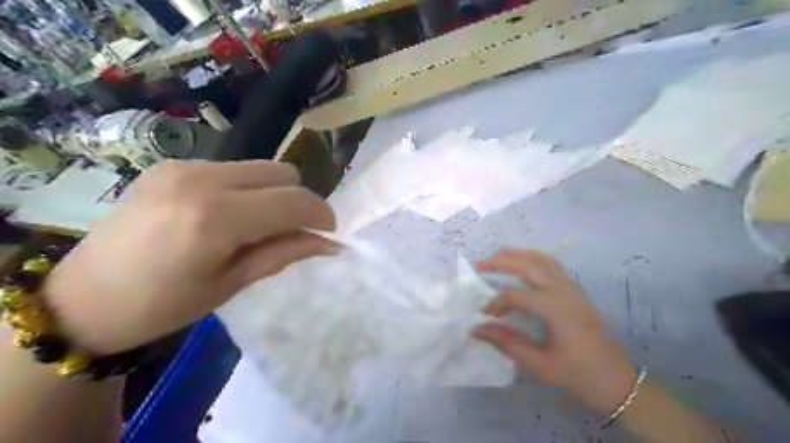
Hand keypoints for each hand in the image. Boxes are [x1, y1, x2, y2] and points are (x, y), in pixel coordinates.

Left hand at [46, 160, 334, 353]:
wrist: (82, 299)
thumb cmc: (162, 306)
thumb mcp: (232, 283)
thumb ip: (285, 253)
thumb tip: (330, 244)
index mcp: (215, 217)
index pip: (293, 200)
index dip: (321, 214)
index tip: (329, 233)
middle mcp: (201, 178)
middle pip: (283, 172)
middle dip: (299, 201)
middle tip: (294, 231)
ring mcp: (184, 166)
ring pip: (261, 168)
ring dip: (274, 194)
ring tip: (260, 225)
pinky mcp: (172, 165)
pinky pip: (233, 169)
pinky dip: (248, 190)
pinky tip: (230, 215)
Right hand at [474, 251, 634, 413]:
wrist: (615, 380)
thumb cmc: (576, 374)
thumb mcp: (538, 364)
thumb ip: (505, 342)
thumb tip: (476, 328)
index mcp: (556, 309)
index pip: (516, 295)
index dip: (496, 302)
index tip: (484, 316)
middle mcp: (565, 291)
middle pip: (529, 265)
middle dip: (502, 261)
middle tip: (480, 264)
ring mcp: (573, 288)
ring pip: (543, 259)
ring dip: (518, 255)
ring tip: (498, 257)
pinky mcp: (577, 291)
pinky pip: (553, 265)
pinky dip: (533, 259)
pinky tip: (523, 265)